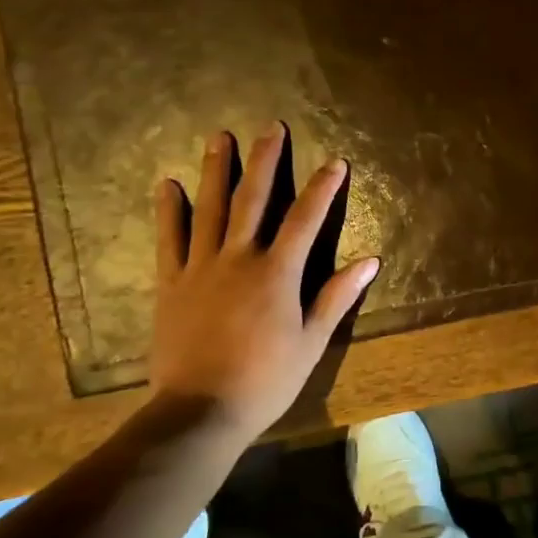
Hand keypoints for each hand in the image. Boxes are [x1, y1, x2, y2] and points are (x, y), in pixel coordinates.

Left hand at [150, 128, 379, 439]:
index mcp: (277, 273)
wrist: (200, 411)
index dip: (323, 188)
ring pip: (210, 209)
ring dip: (216, 171)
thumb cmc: (266, 379)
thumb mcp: (312, 341)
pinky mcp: (172, 284)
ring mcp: (200, 268)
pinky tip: (168, 185)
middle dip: (265, 162)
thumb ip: (337, 296)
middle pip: (254, 200)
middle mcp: (238, 259)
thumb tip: (370, 261)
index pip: (306, 220)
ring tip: (220, 138)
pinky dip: (170, 210)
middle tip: (271, 127)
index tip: (336, 161)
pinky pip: (170, 239)